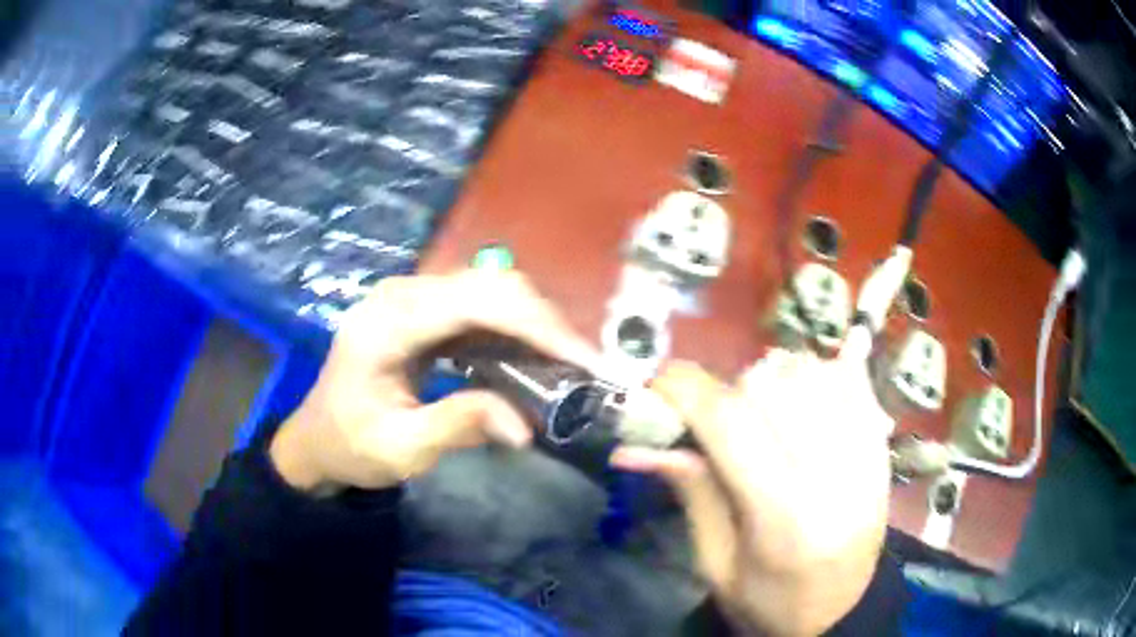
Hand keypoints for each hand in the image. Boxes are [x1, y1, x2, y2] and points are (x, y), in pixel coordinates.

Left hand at [270, 270, 599, 494]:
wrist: (317, 437)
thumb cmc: (350, 445)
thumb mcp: (400, 449)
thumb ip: (457, 427)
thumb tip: (526, 426)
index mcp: (385, 324)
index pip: (472, 303)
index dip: (533, 324)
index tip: (580, 358)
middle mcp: (400, 294)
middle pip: (488, 285)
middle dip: (543, 322)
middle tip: (584, 365)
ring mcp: (411, 297)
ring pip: (490, 291)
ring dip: (534, 324)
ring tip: (568, 363)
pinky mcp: (422, 310)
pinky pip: (480, 307)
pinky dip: (514, 330)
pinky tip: (534, 358)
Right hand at [611, 350, 892, 635]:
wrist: (841, 612)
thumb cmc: (771, 601)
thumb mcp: (716, 564)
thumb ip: (691, 493)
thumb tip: (634, 447)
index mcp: (782, 516)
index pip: (730, 423)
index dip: (685, 390)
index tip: (656, 383)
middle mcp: (831, 475)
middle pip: (770, 386)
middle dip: (728, 391)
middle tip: (716, 420)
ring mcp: (865, 455)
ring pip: (812, 372)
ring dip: (775, 378)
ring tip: (765, 410)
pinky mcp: (882, 447)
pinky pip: (857, 380)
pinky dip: (830, 368)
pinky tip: (820, 379)